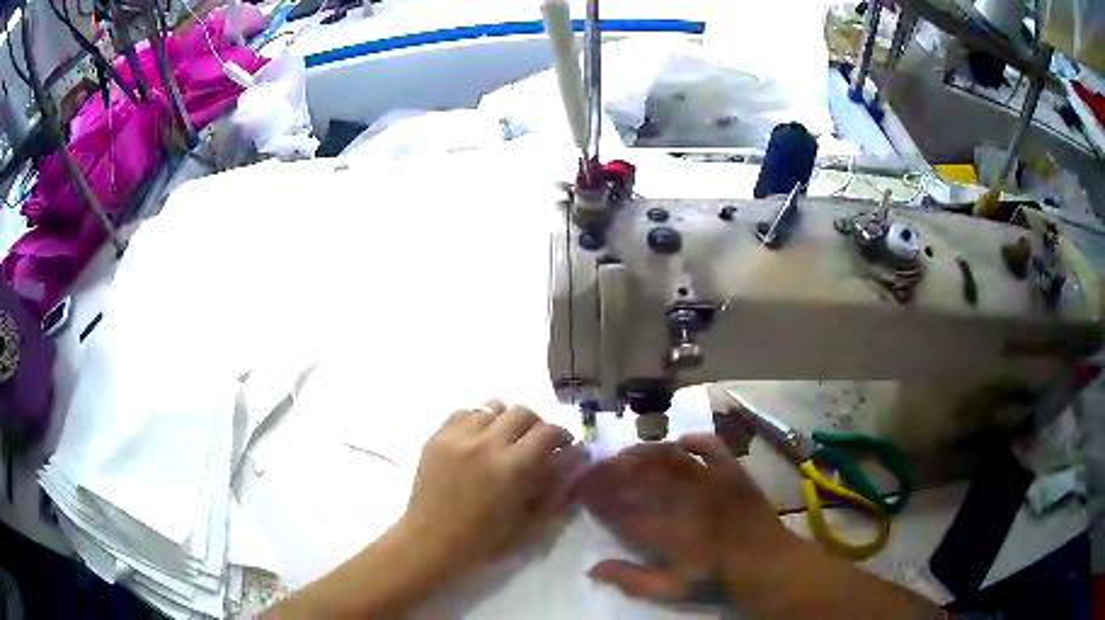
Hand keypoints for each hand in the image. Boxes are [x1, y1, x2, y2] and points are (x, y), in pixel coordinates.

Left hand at [397, 401, 585, 572]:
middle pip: (522, 411)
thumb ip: (556, 490)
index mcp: (513, 468)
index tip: (565, 447)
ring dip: (507, 420)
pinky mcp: (437, 437)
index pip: (548, 432)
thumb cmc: (484, 542)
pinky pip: (464, 413)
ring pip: (493, 407)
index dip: (563, 436)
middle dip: (537, 425)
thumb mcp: (531, 524)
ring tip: (506, 439)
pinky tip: (479, 440)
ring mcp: (458, 437)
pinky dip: (479, 421)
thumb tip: (574, 461)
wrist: (431, 542)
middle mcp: (486, 444)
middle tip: (537, 444)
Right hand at [579, 433, 798, 602]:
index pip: (622, 509)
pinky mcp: (733, 470)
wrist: (765, 562)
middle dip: (612, 469)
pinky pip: (712, 445)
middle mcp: (685, 498)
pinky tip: (680, 441)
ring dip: (643, 452)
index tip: (581, 491)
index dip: (598, 498)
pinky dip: (695, 439)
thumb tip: (592, 568)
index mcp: (668, 529)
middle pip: (641, 476)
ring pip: (670, 456)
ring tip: (625, 453)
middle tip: (595, 467)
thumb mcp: (670, 589)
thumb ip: (631, 579)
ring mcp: (712, 480)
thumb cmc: (715, 579)